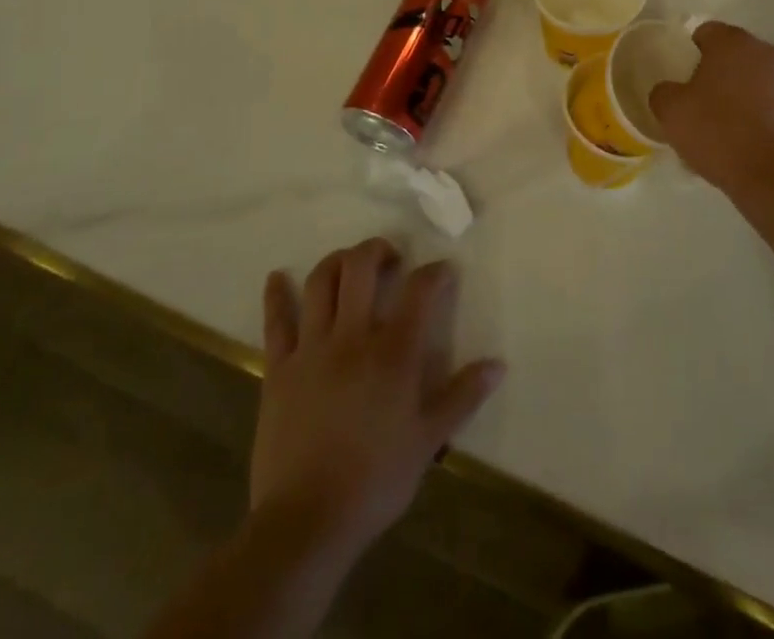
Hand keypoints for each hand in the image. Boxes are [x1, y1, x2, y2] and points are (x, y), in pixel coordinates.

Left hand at [249, 240, 503, 566]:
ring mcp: (311, 349)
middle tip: (390, 258)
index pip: (420, 290)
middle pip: (360, 267)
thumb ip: (463, 396)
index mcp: (394, 352)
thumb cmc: (375, 481)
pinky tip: (275, 278)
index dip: (435, 273)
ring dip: (336, 262)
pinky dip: (275, 295)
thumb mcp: (429, 440)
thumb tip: (497, 364)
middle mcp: (352, 337)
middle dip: (377, 250)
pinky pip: (275, 322)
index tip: (443, 271)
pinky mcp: (278, 369)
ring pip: (319, 282)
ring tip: (348, 264)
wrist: (306, 523)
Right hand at [648, 22, 773, 195]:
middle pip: (736, 54)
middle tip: (703, 104)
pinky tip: (753, 140)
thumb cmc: (718, 134)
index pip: (706, 32)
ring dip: (746, 92)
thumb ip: (664, 91)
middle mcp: (768, 51)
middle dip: (720, 72)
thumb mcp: (671, 112)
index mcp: (733, 42)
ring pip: (759, 78)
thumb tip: (671, 91)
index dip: (691, 52)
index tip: (684, 79)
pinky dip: (766, 113)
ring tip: (730, 127)